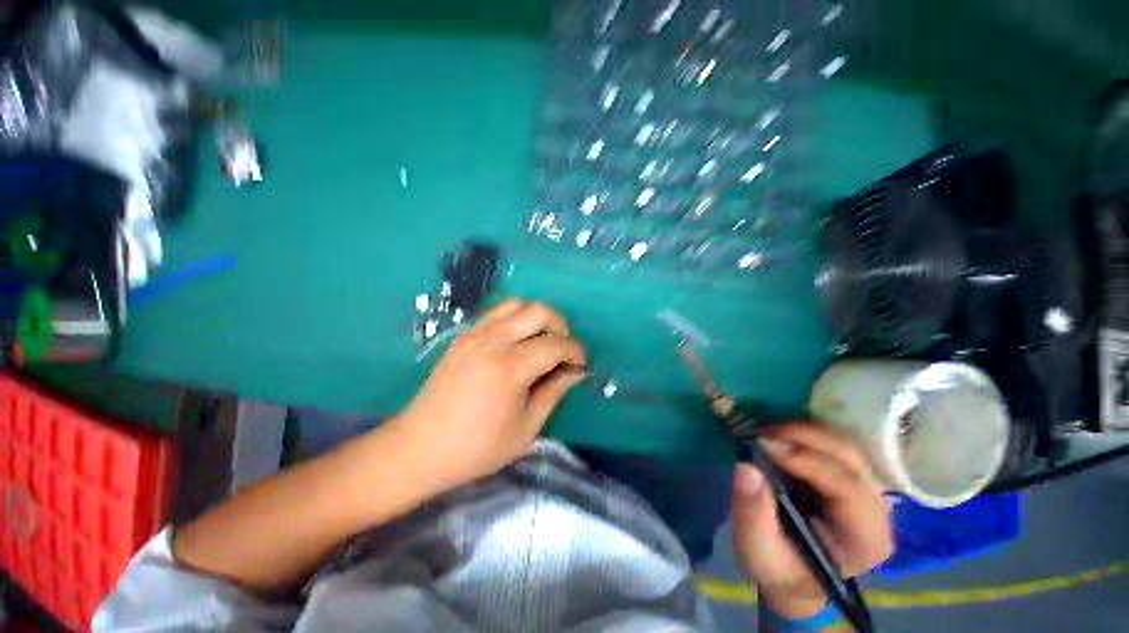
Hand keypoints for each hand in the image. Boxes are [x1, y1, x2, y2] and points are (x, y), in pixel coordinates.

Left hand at [390, 300, 586, 493]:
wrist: (419, 448)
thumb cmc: (477, 447)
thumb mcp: (526, 427)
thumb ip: (555, 391)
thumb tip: (577, 372)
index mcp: (510, 368)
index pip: (556, 345)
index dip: (576, 352)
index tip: (580, 366)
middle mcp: (492, 342)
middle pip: (539, 312)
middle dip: (561, 326)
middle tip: (564, 351)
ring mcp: (474, 334)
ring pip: (518, 306)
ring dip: (539, 319)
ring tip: (543, 343)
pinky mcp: (464, 336)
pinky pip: (497, 313)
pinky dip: (517, 319)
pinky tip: (519, 342)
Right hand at [731, 423, 893, 619]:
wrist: (793, 572)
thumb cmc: (779, 567)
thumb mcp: (758, 550)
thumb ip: (753, 513)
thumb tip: (746, 467)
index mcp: (865, 538)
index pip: (848, 488)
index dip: (807, 461)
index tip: (763, 444)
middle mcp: (876, 509)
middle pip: (850, 458)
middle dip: (804, 438)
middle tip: (761, 434)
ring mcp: (867, 488)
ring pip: (844, 444)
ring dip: (803, 432)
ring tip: (766, 435)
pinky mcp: (850, 475)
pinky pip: (833, 444)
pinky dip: (805, 434)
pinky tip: (780, 437)